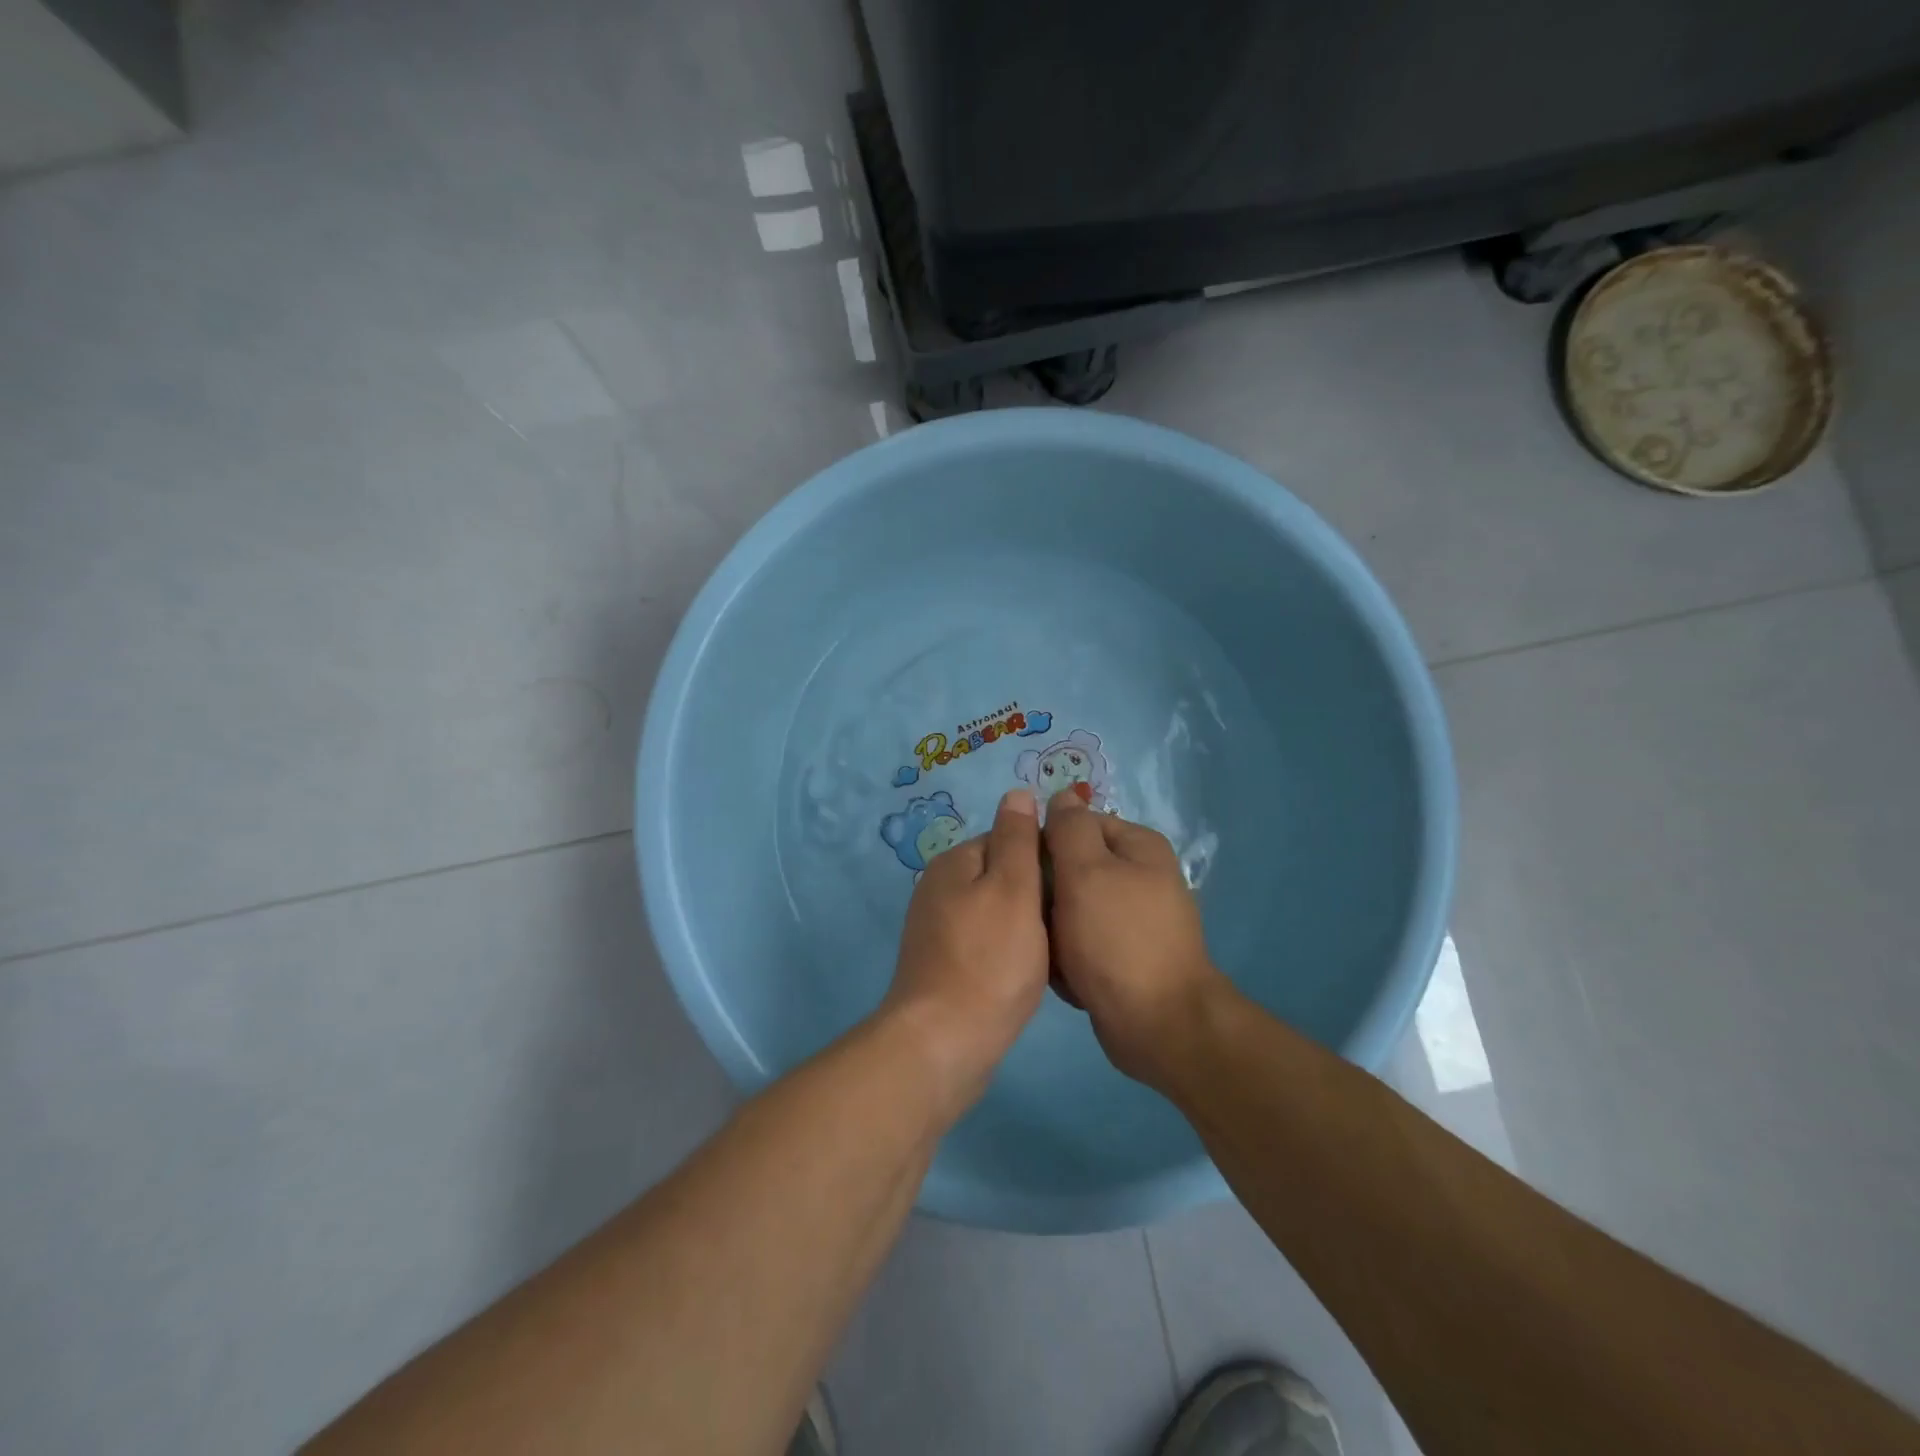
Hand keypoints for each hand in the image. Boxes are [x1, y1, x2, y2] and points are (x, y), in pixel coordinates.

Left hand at [883, 789, 1049, 1111]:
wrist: (944, 1044)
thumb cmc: (989, 961)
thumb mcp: (1014, 889)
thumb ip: (1018, 839)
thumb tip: (1018, 792)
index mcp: (954, 862)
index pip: (1009, 839)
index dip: (1045, 860)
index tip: (1073, 889)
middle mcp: (939, 888)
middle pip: (1002, 876)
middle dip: (1036, 895)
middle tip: (1067, 925)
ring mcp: (936, 929)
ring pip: (996, 912)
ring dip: (1025, 926)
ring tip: (1054, 951)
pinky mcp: (942, 964)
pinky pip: (985, 943)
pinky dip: (1007, 952)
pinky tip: (1025, 974)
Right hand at [1043, 789, 1228, 1085]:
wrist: (1158, 1025)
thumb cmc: (1116, 939)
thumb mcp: (1085, 871)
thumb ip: (1069, 828)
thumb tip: (1062, 795)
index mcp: (1138, 846)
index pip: (1077, 824)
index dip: (1045, 843)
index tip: (1024, 872)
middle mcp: (1141, 876)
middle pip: (1074, 867)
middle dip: (1049, 893)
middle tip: (1035, 917)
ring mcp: (1135, 919)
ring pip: (1073, 908)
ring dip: (1055, 930)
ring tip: (1049, 951)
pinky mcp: (1126, 956)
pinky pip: (1084, 943)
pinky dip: (1071, 958)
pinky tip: (1066, 977)